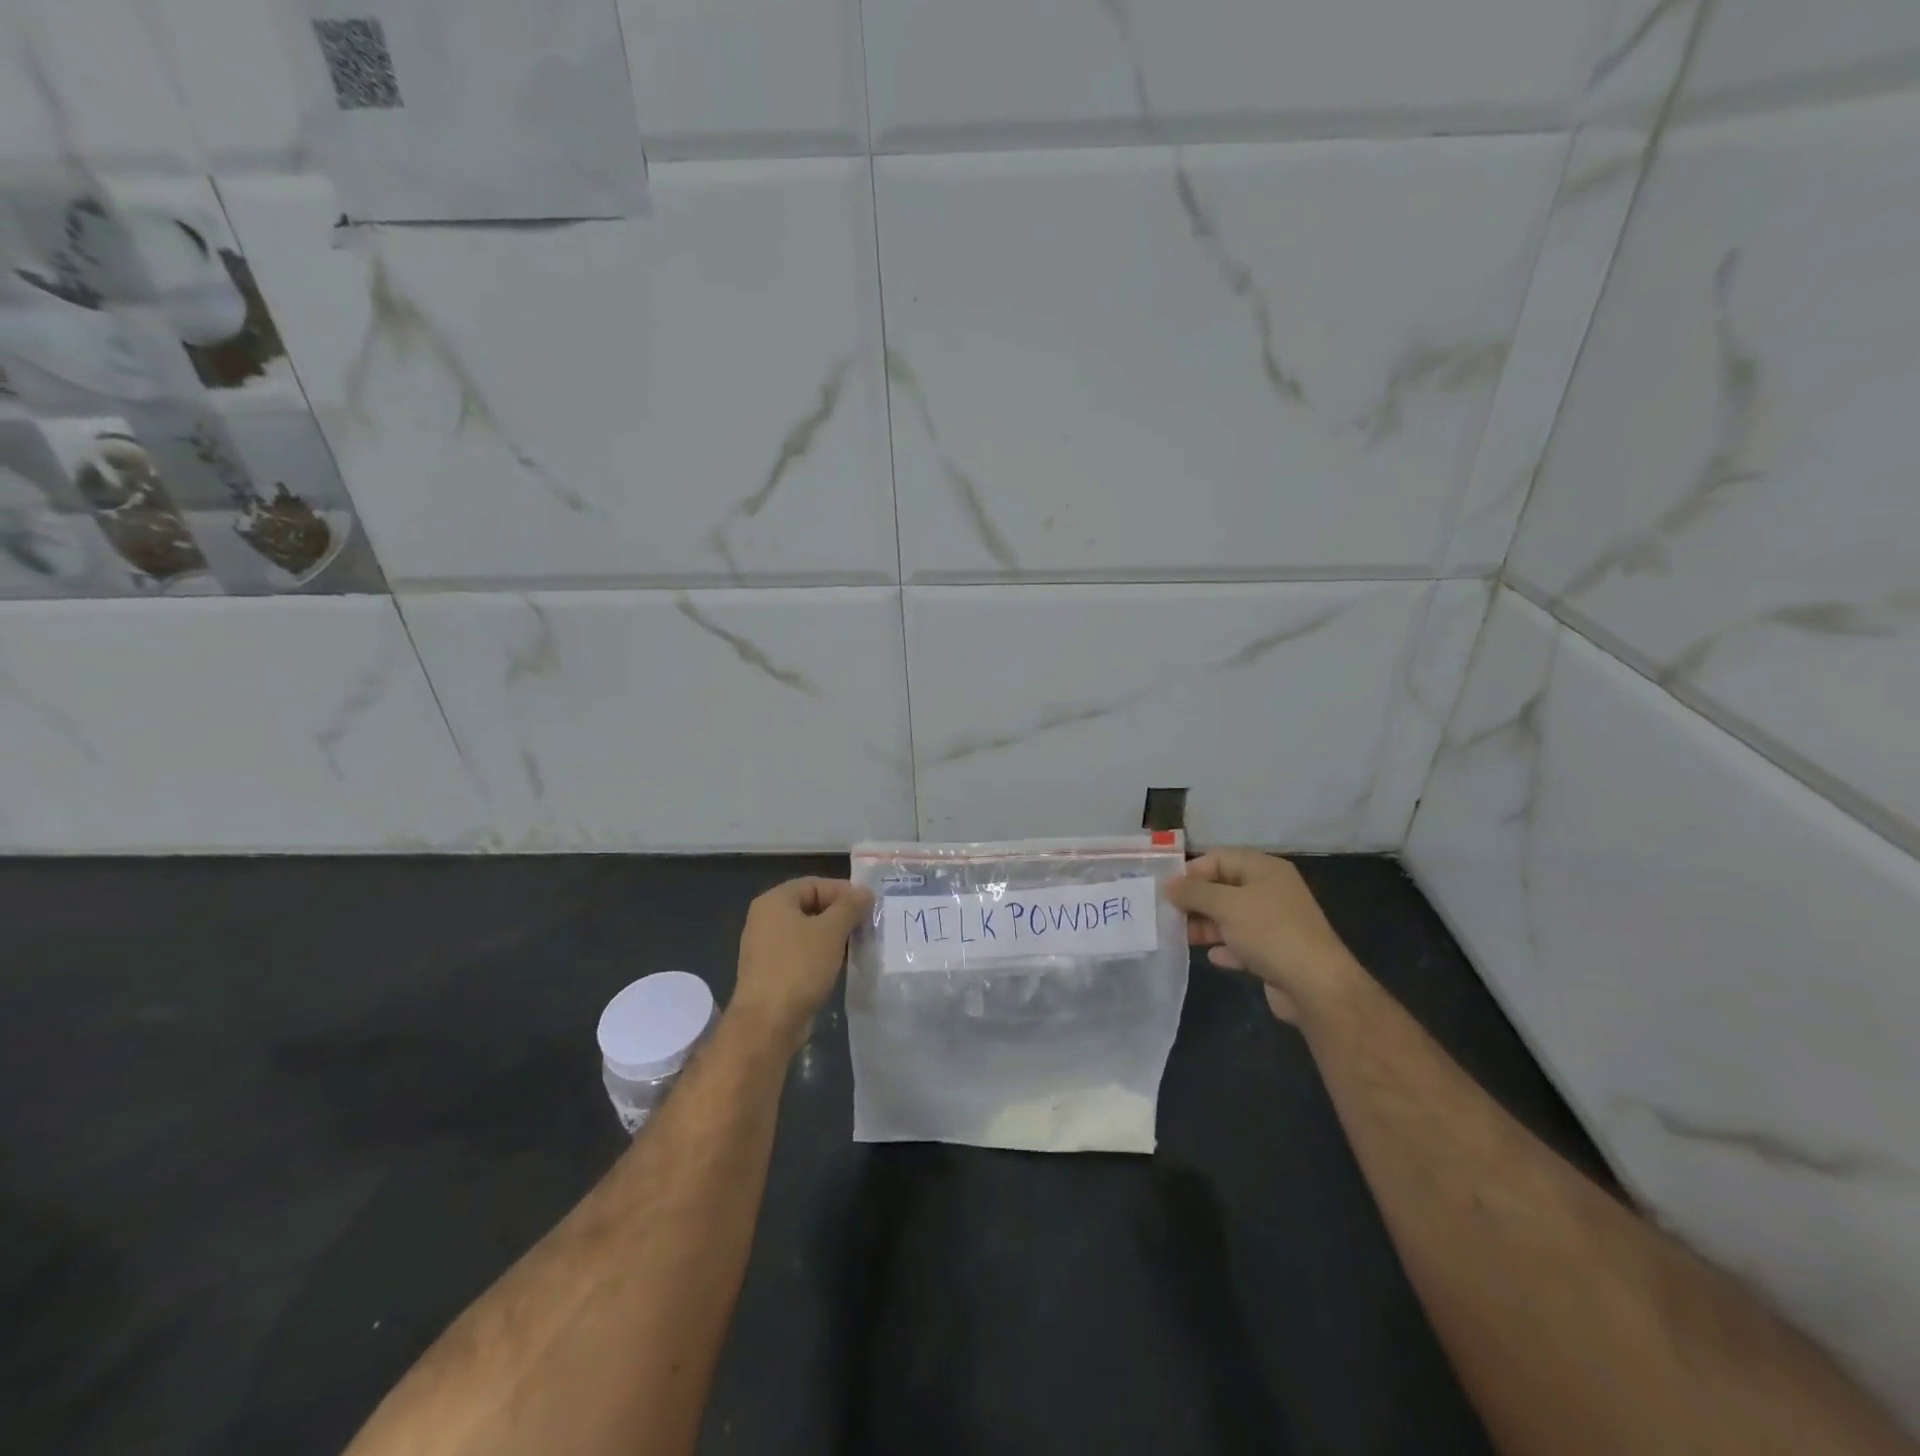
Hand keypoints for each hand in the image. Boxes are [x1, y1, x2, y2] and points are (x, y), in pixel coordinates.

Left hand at [730, 877, 872, 1052]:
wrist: (768, 1023)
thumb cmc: (799, 967)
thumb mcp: (831, 931)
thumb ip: (850, 906)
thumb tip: (865, 892)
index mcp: (774, 901)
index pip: (815, 884)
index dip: (844, 891)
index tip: (869, 906)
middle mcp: (765, 919)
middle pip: (811, 906)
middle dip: (840, 914)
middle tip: (867, 925)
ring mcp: (766, 947)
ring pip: (807, 931)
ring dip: (833, 936)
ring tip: (859, 944)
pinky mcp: (771, 971)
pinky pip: (801, 953)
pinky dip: (821, 954)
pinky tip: (840, 964)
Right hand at [1164, 849, 1359, 1022]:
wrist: (1316, 986)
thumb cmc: (1269, 933)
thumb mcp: (1226, 905)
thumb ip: (1194, 892)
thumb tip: (1169, 884)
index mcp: (1265, 870)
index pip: (1220, 858)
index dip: (1192, 871)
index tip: (1166, 889)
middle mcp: (1271, 892)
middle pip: (1224, 888)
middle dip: (1196, 900)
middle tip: (1167, 913)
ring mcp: (1275, 924)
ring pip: (1231, 917)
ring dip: (1206, 925)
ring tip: (1180, 936)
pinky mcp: (1275, 953)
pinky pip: (1242, 944)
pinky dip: (1226, 947)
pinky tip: (1212, 956)